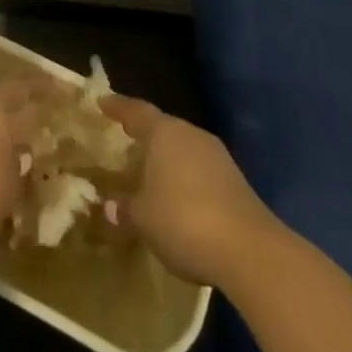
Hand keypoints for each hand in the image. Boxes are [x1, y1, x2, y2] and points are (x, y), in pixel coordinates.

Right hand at [100, 97, 280, 288]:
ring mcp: (218, 157)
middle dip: (144, 136)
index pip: (136, 111)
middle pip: (163, 129)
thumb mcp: (142, 218)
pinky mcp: (236, 182)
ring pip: (183, 150)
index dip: (118, 107)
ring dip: (166, 161)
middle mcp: (192, 135)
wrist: (249, 249)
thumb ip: (124, 208)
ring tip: (148, 175)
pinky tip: (177, 201)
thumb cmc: (183, 220)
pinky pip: (200, 172)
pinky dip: (185, 181)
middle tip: (124, 142)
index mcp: (165, 132)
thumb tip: (108, 206)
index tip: (102, 102)